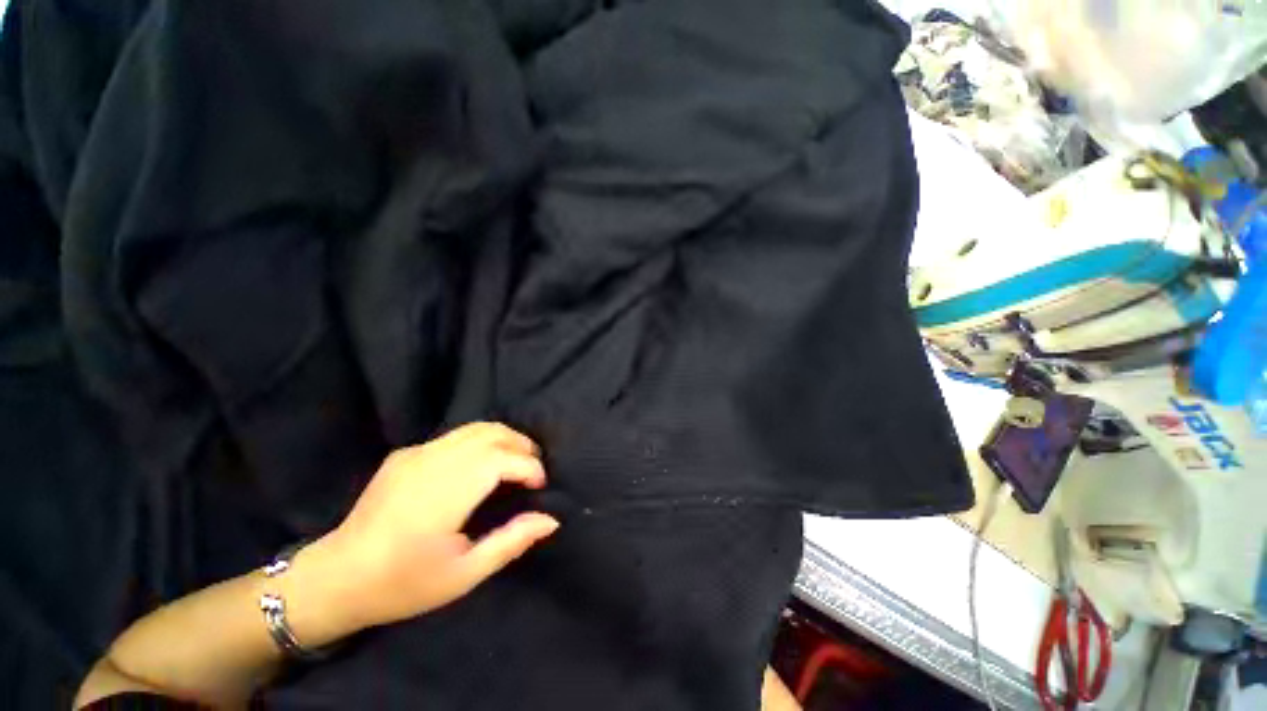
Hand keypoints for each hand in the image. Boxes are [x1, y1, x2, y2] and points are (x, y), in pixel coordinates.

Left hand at [307, 423, 559, 632]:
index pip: (503, 459)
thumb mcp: (464, 574)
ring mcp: (416, 453)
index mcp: (447, 492)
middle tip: (533, 471)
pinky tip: (479, 467)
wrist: (335, 578)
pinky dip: (480, 443)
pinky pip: (454, 437)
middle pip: (493, 433)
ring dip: (504, 439)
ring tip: (515, 462)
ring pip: (475, 428)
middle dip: (522, 446)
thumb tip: (551, 519)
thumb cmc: (403, 584)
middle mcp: (433, 461)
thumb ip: (511, 541)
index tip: (540, 487)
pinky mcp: (405, 453)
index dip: (530, 467)